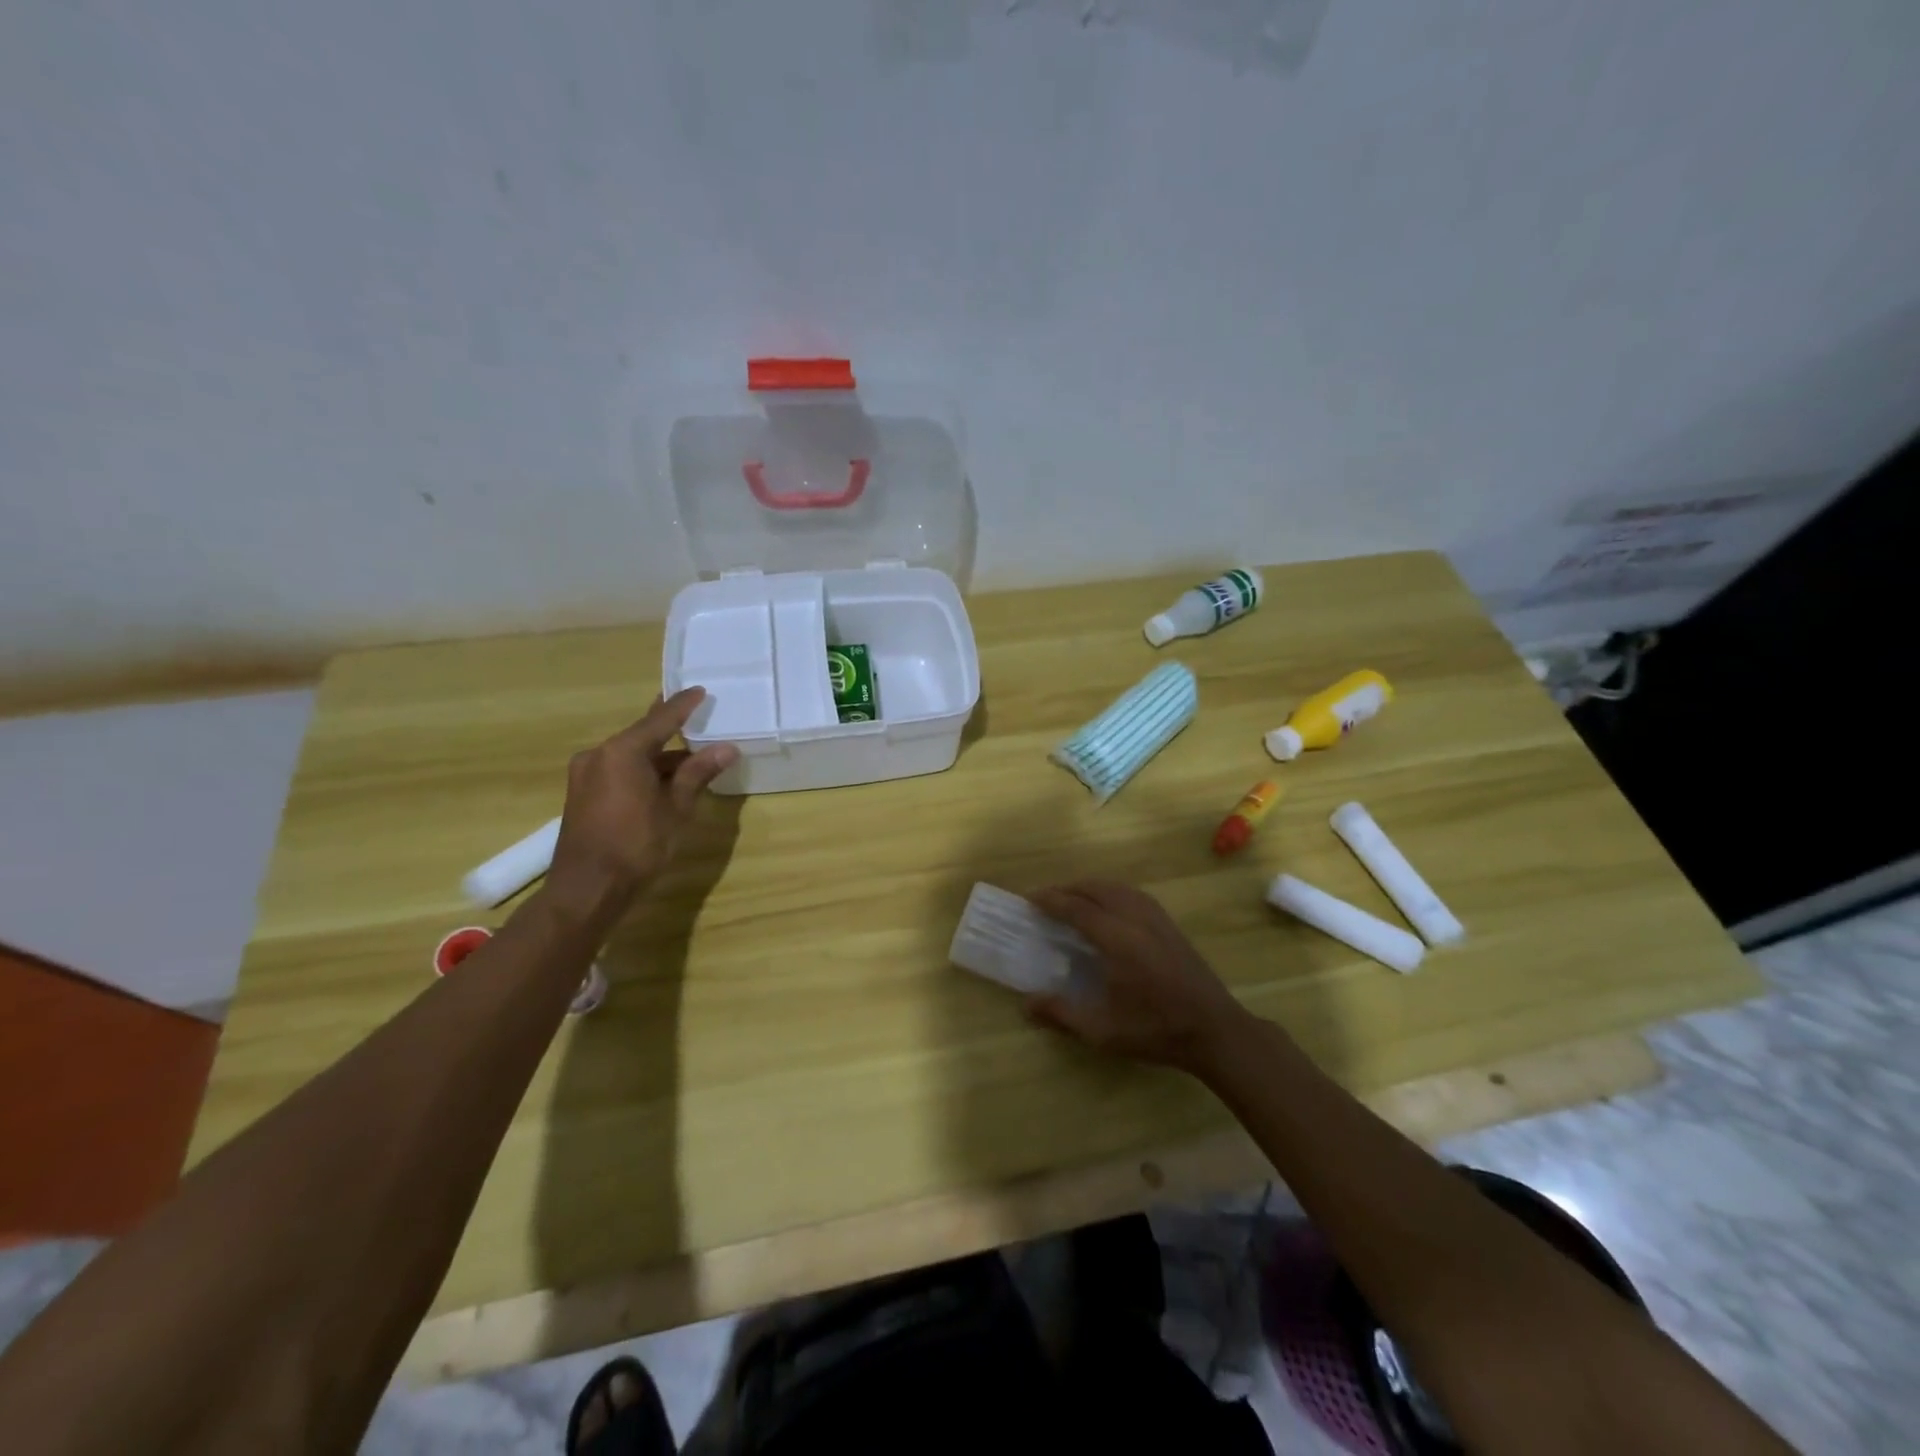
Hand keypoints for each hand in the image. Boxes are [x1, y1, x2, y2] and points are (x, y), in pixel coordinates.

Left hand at [546, 688, 739, 918]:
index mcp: (621, 752)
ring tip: (692, 758)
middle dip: (670, 730)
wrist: (587, 889)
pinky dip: (643, 771)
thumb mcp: (675, 808)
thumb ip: (697, 773)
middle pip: (642, 735)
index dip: (683, 706)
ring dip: (659, 757)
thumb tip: (726, 748)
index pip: (660, 720)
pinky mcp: (583, 795)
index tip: (701, 691)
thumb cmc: (637, 845)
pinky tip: (665, 781)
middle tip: (696, 717)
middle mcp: (599, 755)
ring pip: (630, 756)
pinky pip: (619, 771)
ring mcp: (586, 775)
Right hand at [1025, 881, 1254, 1074]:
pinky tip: (1108, 907)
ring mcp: (1157, 919)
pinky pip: (1134, 895)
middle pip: (1097, 889)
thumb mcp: (1103, 1031)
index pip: (1077, 908)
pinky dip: (1112, 892)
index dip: (1051, 900)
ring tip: (1072, 899)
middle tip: (1046, 899)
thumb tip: (1026, 1004)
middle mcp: (1137, 920)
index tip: (1029, 898)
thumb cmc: (1156, 1031)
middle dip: (1068, 889)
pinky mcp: (1170, 925)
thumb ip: (1063, 1014)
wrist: (1215, 1030)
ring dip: (1090, 887)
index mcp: (1118, 940)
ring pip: (1117, 888)